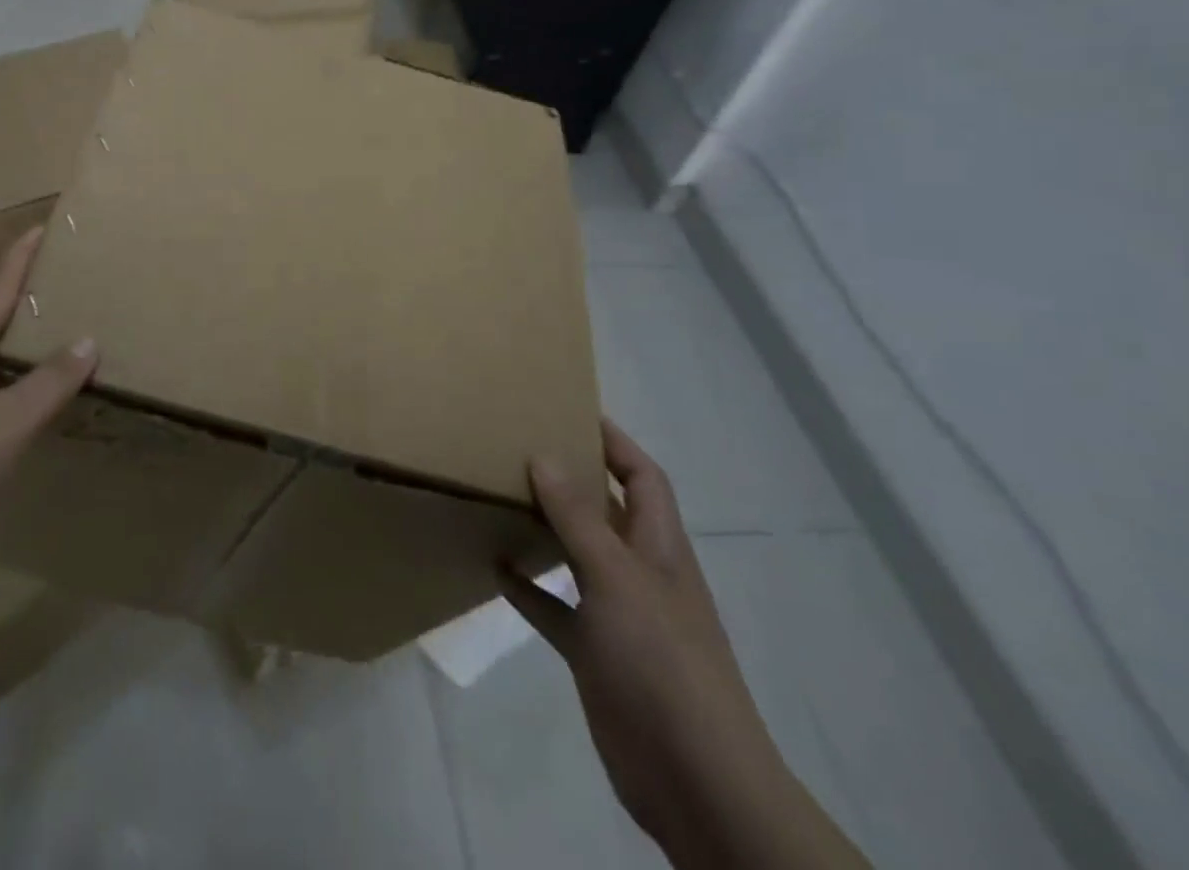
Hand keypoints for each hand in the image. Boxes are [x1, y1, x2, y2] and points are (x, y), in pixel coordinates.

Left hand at [0, 226, 96, 623]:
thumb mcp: (6, 426)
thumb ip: (50, 384)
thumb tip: (88, 339)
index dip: (21, 257)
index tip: (44, 226)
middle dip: (19, 291)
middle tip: (60, 279)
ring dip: (12, 337)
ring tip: (50, 333)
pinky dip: (3, 378)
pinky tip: (19, 401)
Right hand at [502, 421, 788, 862]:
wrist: (693, 780)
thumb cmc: (661, 660)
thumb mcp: (616, 578)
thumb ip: (577, 518)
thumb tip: (543, 455)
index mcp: (658, 547)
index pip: (642, 476)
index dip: (614, 441)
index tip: (570, 409)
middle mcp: (639, 572)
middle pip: (607, 509)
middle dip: (572, 477)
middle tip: (519, 444)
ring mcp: (617, 614)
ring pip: (577, 554)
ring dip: (545, 527)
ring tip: (500, 494)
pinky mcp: (595, 651)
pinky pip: (555, 606)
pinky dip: (529, 586)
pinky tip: (495, 567)